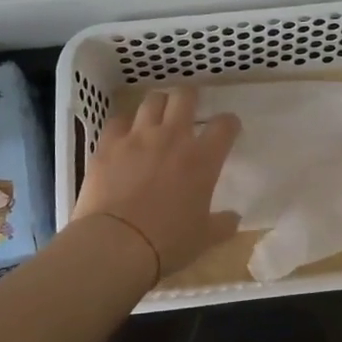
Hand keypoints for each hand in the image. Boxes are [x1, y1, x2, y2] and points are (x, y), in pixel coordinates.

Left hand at [72, 86, 241, 279]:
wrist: (116, 244)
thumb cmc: (167, 242)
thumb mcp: (204, 238)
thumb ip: (223, 224)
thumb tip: (234, 218)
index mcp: (202, 159)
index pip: (224, 126)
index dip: (229, 123)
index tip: (228, 128)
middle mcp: (172, 138)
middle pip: (184, 97)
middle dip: (190, 96)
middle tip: (189, 107)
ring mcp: (137, 137)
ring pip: (151, 100)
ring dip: (158, 104)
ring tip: (157, 115)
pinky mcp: (108, 144)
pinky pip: (118, 121)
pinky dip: (124, 124)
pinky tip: (124, 134)